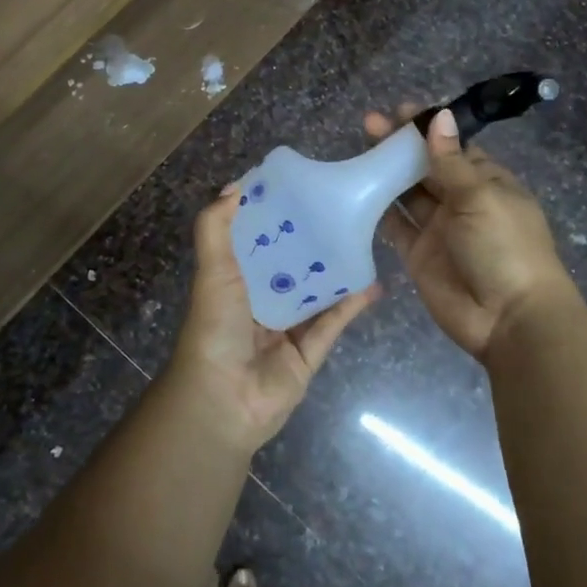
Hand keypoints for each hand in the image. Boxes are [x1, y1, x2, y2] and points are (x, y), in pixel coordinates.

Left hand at [167, 184, 380, 453]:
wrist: (223, 400)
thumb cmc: (215, 328)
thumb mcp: (212, 271)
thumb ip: (216, 229)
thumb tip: (235, 185)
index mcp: (235, 279)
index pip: (257, 239)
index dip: (275, 215)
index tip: (303, 186)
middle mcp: (261, 299)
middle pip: (291, 263)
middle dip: (313, 239)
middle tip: (344, 208)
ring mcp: (287, 327)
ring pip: (317, 291)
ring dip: (337, 269)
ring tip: (365, 238)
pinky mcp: (309, 351)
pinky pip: (334, 322)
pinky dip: (353, 303)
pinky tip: (375, 282)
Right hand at [367, 105, 574, 360]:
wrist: (509, 318)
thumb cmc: (504, 247)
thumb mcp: (480, 197)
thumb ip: (451, 161)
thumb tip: (439, 116)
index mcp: (487, 182)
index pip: (453, 147)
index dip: (427, 129)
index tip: (400, 110)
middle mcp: (462, 202)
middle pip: (426, 167)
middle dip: (400, 146)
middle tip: (369, 124)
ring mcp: (439, 229)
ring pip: (408, 194)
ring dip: (386, 173)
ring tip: (359, 148)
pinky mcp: (419, 255)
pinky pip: (396, 226)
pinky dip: (379, 210)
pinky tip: (357, 190)